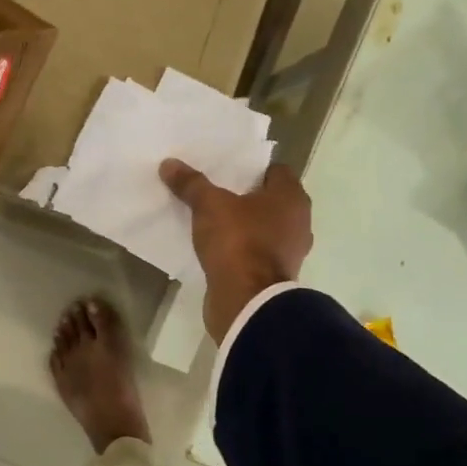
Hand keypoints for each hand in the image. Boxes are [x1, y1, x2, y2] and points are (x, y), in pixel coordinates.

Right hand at [159, 158, 312, 341]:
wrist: (247, 301)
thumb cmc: (238, 242)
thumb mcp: (209, 206)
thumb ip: (191, 184)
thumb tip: (169, 164)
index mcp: (291, 198)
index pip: (275, 171)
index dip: (250, 168)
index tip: (224, 170)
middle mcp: (298, 222)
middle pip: (269, 200)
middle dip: (243, 196)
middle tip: (213, 190)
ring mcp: (288, 251)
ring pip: (262, 227)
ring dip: (242, 224)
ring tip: (210, 218)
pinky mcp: (274, 275)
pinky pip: (255, 252)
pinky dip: (240, 248)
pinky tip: (216, 246)